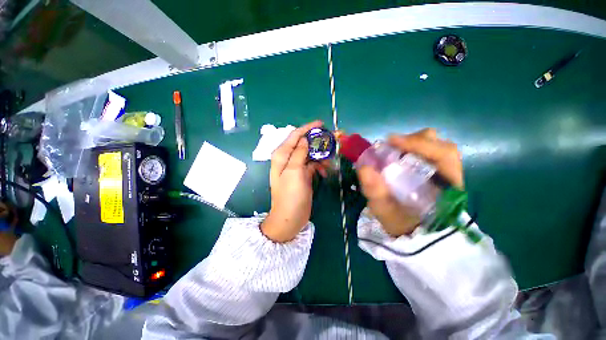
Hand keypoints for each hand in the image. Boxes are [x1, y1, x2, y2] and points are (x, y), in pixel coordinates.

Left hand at [261, 121, 327, 242]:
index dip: (308, 128)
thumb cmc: (290, 194)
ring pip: (310, 154)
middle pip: (303, 143)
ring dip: (320, 156)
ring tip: (330, 161)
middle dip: (317, 142)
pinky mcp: (302, 175)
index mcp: (282, 155)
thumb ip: (299, 153)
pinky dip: (319, 166)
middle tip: (332, 141)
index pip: (295, 135)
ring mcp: (296, 167)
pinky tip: (325, 172)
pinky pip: (312, 165)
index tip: (322, 124)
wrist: (290, 217)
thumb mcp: (294, 171)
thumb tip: (305, 138)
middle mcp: (288, 158)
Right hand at [357, 128, 462, 236]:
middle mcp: (451, 176)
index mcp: (448, 188)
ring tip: (392, 149)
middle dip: (414, 141)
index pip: (444, 155)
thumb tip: (364, 168)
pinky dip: (410, 149)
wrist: (412, 231)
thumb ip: (375, 192)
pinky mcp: (435, 171)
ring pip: (435, 146)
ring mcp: (444, 172)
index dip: (418, 144)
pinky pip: (427, 152)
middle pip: (440, 146)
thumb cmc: (401, 224)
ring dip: (412, 144)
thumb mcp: (385, 211)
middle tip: (390, 146)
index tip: (391, 140)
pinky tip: (397, 155)